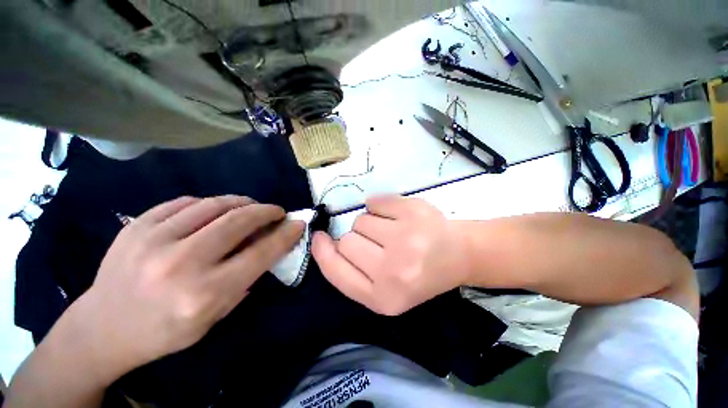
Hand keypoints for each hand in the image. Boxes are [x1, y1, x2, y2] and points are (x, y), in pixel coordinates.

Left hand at [67, 195, 303, 382]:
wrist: (102, 328)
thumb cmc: (165, 331)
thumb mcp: (215, 316)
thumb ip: (246, 279)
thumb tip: (270, 246)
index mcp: (203, 293)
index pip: (260, 253)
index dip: (285, 234)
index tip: (298, 223)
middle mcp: (180, 264)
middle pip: (238, 221)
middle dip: (266, 211)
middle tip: (277, 211)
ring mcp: (153, 240)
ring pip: (213, 205)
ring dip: (241, 202)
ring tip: (251, 206)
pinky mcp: (136, 226)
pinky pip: (184, 202)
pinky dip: (208, 203)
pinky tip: (215, 209)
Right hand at [311, 195, 469, 315]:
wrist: (459, 255)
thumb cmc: (419, 274)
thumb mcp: (384, 289)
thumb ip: (351, 272)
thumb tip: (323, 241)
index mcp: (383, 298)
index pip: (336, 271)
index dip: (323, 252)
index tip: (319, 237)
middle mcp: (393, 271)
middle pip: (346, 242)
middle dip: (357, 239)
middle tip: (380, 243)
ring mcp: (405, 239)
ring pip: (360, 220)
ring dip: (370, 224)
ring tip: (392, 232)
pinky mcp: (413, 212)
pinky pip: (375, 201)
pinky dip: (380, 205)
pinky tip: (397, 215)